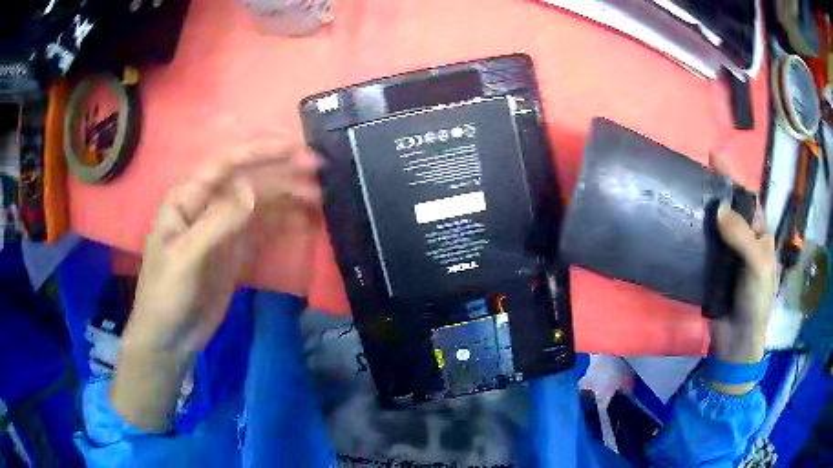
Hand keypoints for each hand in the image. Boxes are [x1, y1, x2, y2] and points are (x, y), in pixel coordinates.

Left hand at [112, 140, 320, 430]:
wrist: (171, 338)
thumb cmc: (167, 294)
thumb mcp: (186, 258)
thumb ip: (218, 222)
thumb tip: (254, 189)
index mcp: (188, 199)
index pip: (227, 165)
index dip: (262, 152)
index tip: (296, 150)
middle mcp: (208, 206)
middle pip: (249, 181)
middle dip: (282, 173)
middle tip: (319, 171)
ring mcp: (224, 229)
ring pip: (260, 204)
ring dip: (288, 198)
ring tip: (320, 198)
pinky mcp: (236, 252)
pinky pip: (263, 230)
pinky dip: (284, 223)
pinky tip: (304, 220)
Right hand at [707, 155, 776, 393]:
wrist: (738, 341)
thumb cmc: (756, 301)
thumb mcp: (757, 265)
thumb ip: (742, 236)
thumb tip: (717, 208)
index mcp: (760, 234)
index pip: (748, 198)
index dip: (733, 177)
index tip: (714, 158)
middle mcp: (744, 239)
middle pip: (731, 208)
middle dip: (716, 190)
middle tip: (695, 175)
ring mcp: (728, 254)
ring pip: (716, 226)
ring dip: (704, 211)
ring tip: (685, 195)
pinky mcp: (713, 269)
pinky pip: (704, 246)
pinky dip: (695, 235)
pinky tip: (683, 226)